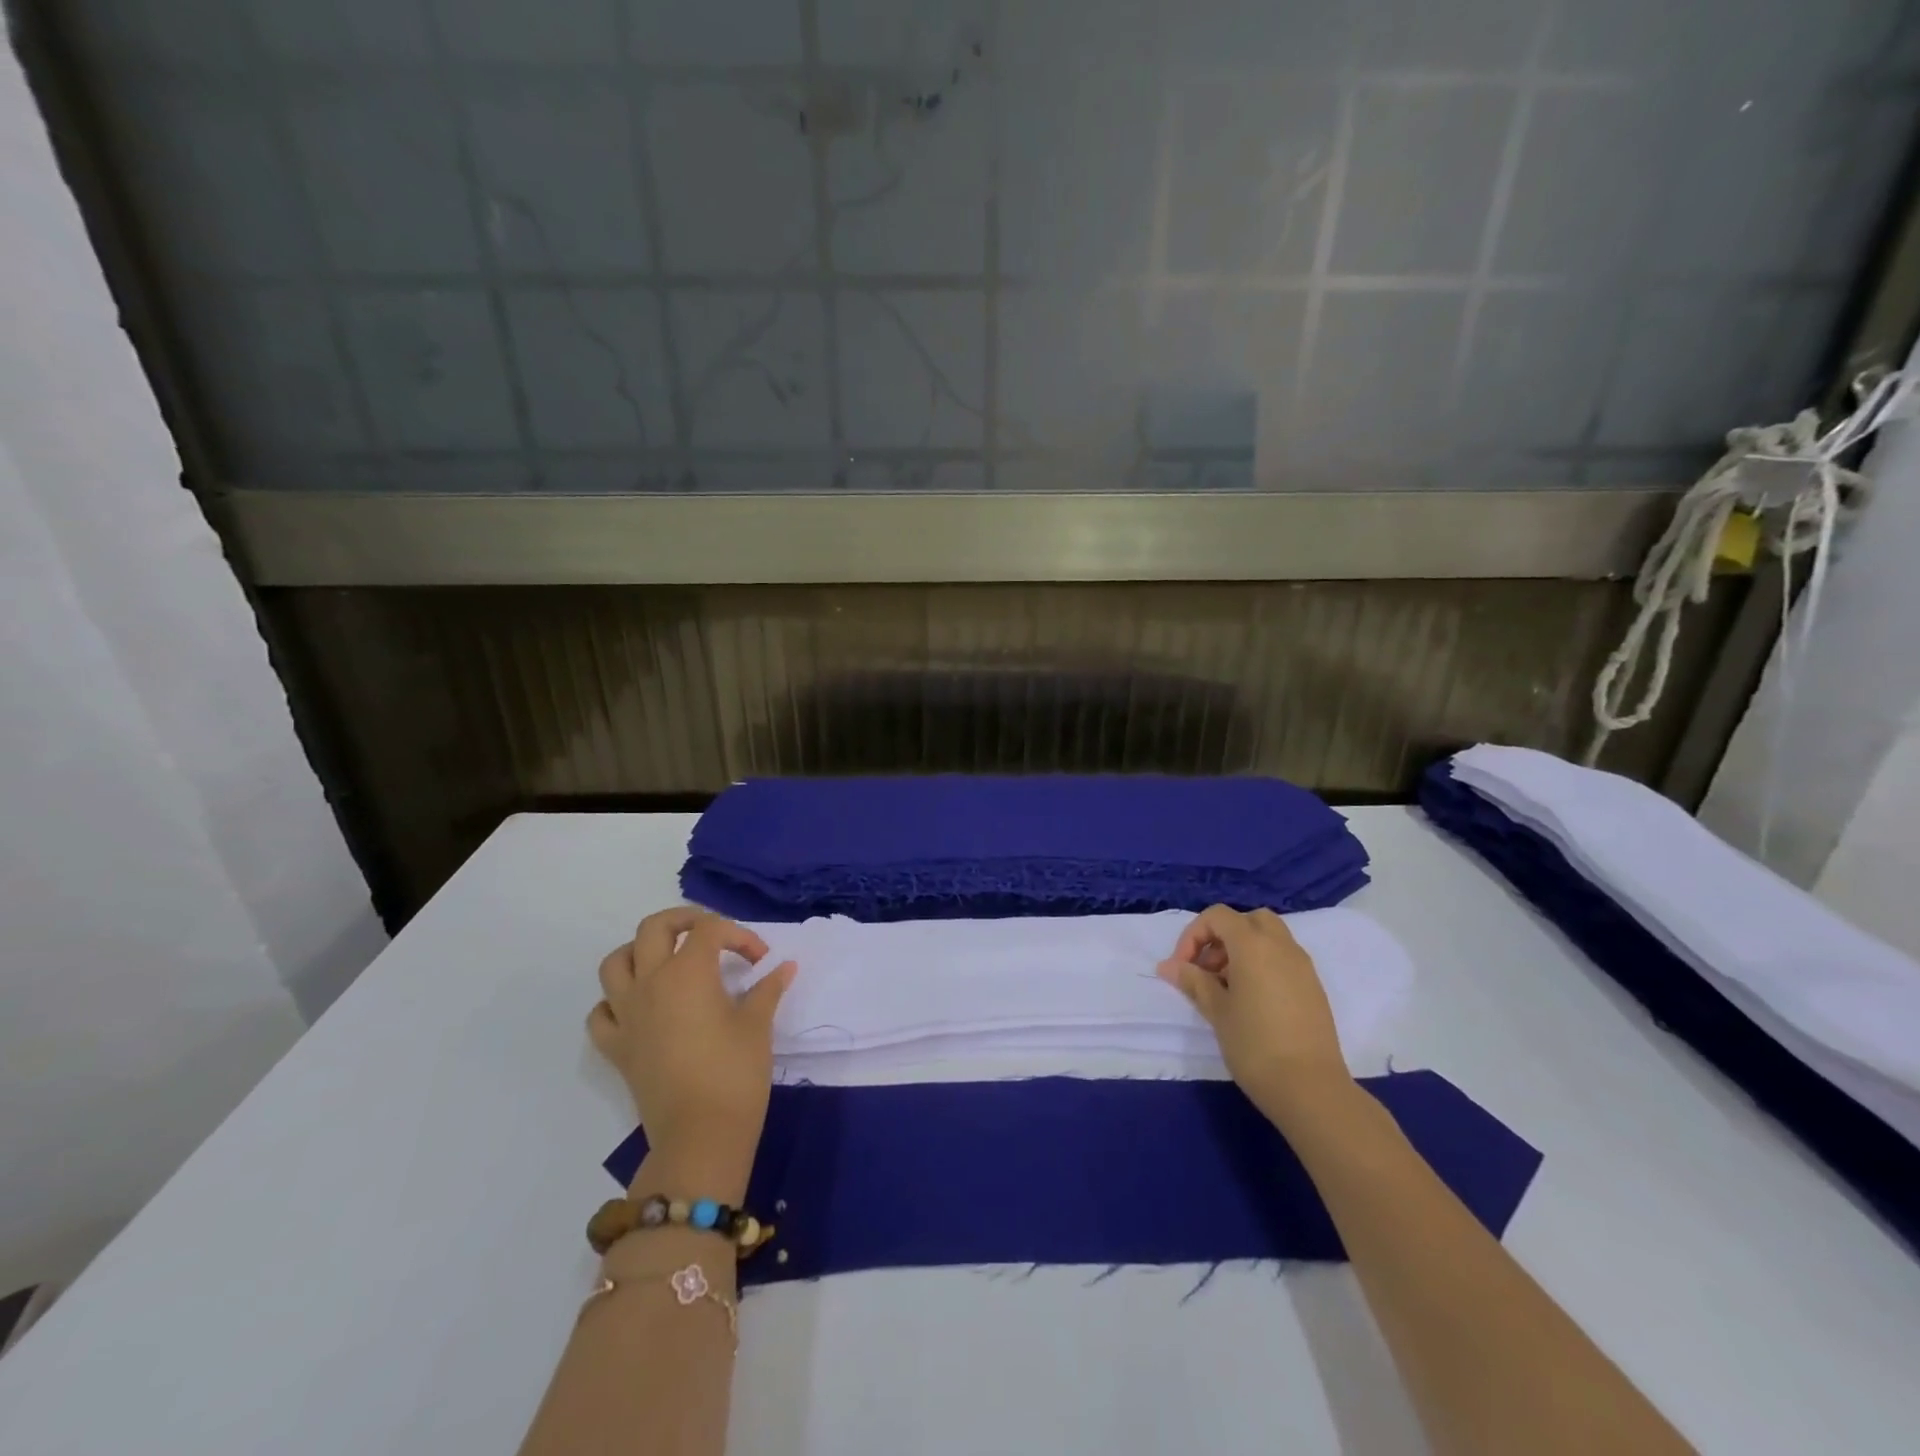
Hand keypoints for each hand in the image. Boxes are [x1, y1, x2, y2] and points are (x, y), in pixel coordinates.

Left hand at [588, 908, 795, 1197]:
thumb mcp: (758, 1024)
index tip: (761, 960)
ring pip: (615, 963)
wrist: (700, 1136)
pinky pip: (601, 1013)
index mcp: (688, 972)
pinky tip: (639, 1007)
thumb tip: (785, 967)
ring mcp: (627, 1015)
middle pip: (654, 928)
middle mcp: (650, 983)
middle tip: (711, 936)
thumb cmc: (735, 1073)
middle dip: (684, 921)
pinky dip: (615, 1002)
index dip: (740, 936)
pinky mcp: (616, 1048)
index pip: (711, 930)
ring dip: (639, 952)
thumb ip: (768, 988)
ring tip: (667, 961)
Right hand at [1157, 904, 1352, 1130]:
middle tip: (1208, 968)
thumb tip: (1168, 966)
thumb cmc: (1254, 1045)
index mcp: (1253, 944)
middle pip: (1248, 920)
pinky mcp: (1314, 988)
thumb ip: (1193, 981)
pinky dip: (1264, 964)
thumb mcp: (1216, 1011)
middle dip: (1223, 936)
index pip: (1218, 916)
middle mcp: (1281, 946)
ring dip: (1244, 949)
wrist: (1310, 1088)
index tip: (1183, 967)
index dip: (1193, 935)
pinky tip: (1252, 1001)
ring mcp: (1303, 966)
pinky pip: (1284, 959)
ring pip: (1270, 937)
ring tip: (1227, 987)